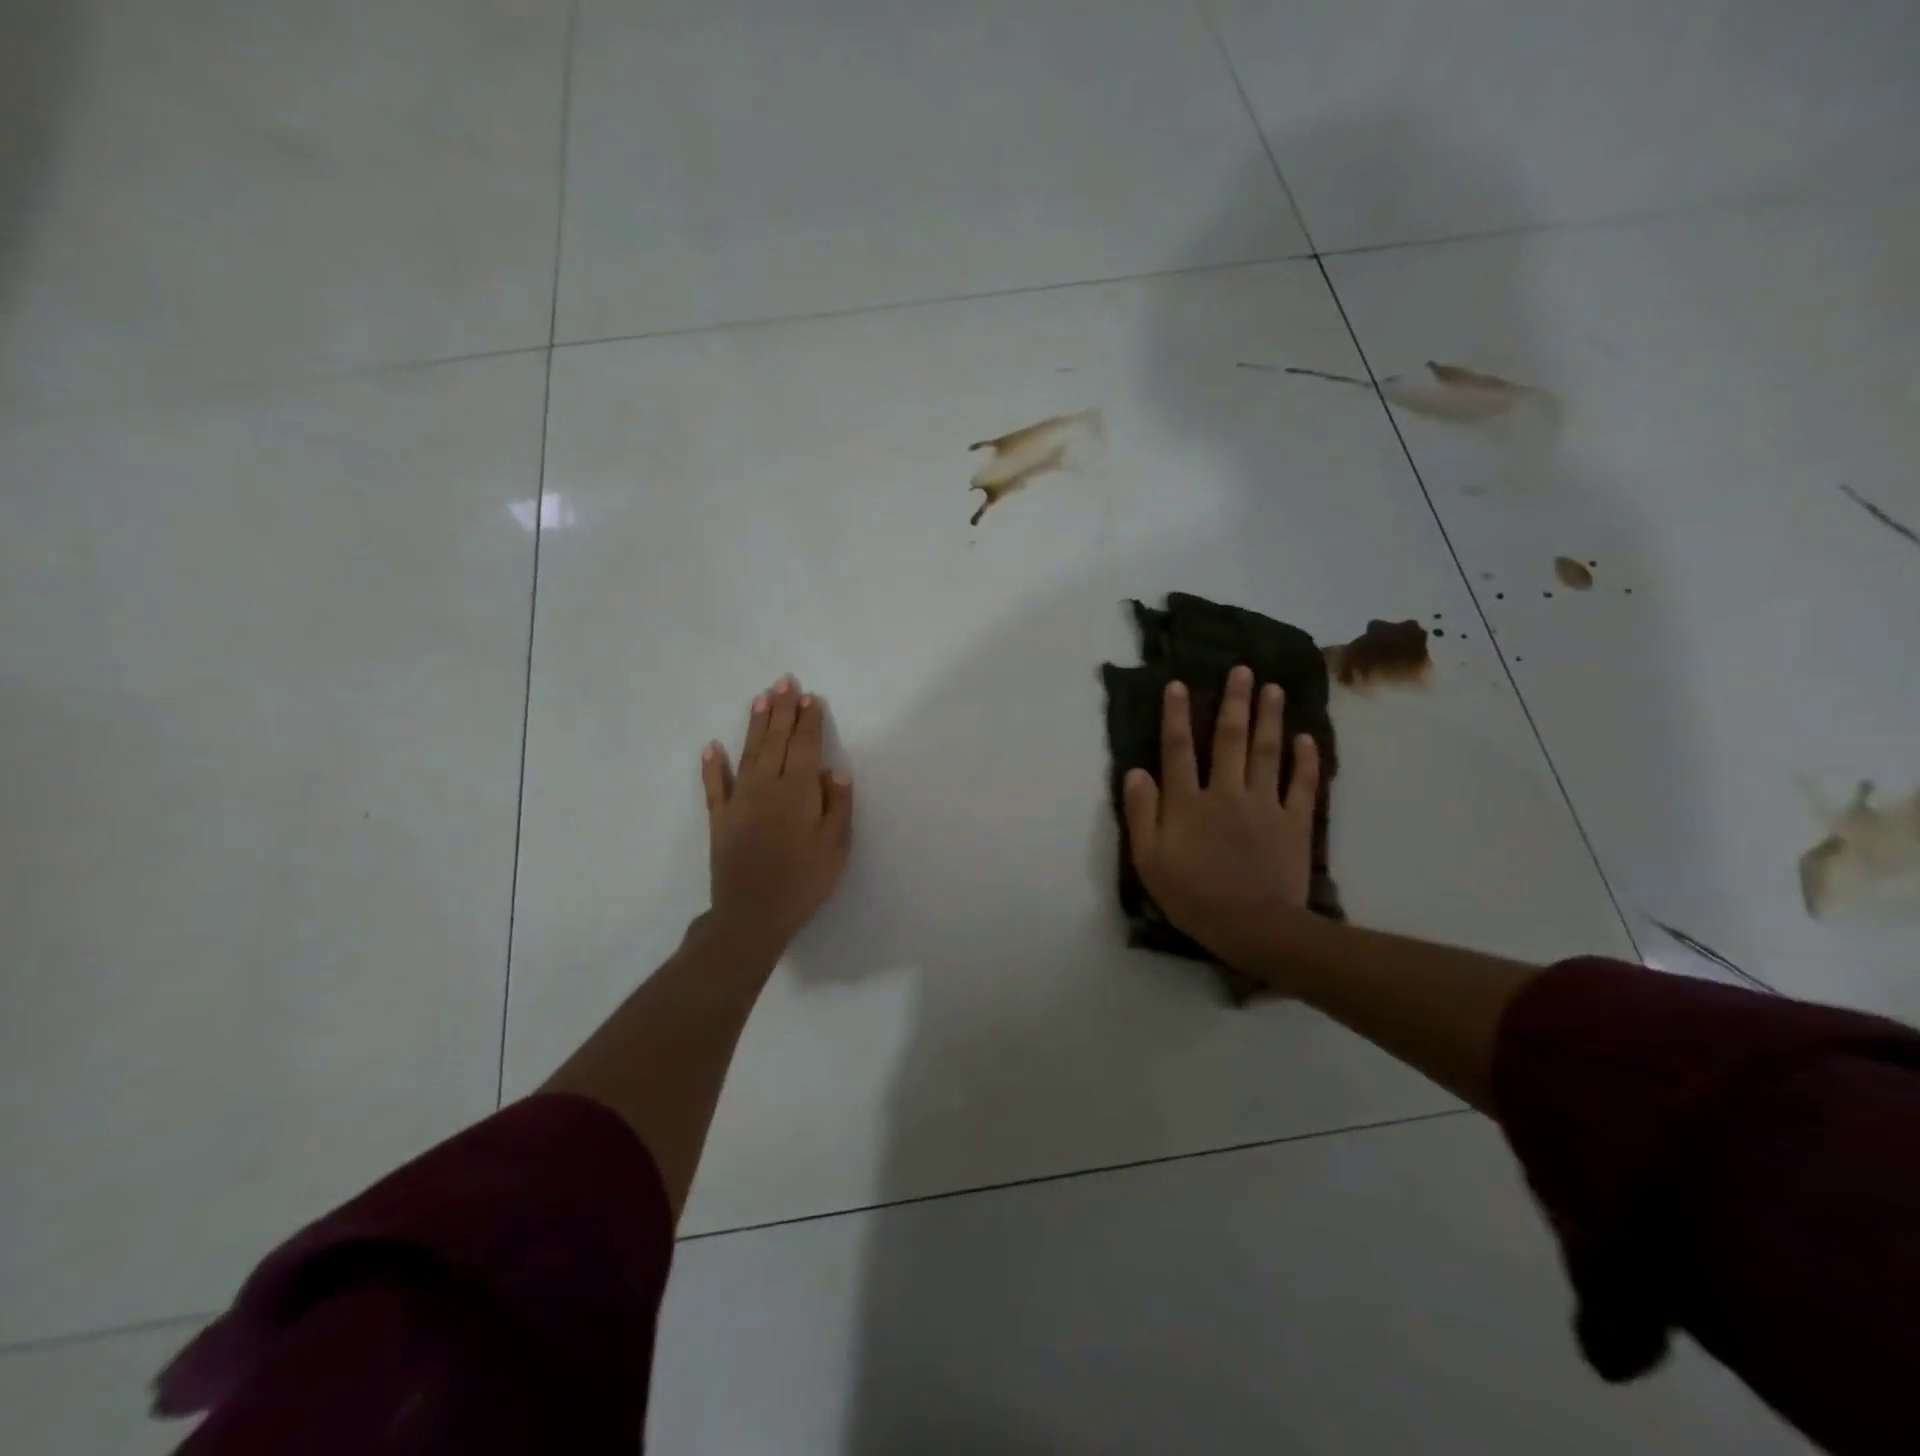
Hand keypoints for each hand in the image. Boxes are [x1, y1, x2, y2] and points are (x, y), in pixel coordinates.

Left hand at [701, 676, 854, 951]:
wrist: (753, 914)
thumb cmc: (805, 881)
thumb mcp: (836, 846)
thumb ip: (837, 805)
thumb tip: (834, 771)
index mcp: (799, 791)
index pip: (806, 746)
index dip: (809, 721)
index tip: (810, 697)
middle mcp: (767, 786)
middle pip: (776, 741)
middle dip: (782, 710)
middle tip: (784, 682)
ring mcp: (739, 801)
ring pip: (749, 753)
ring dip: (755, 724)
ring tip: (760, 698)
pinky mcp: (720, 819)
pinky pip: (715, 786)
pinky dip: (713, 766)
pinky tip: (711, 747)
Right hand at [1123, 666, 1320, 974]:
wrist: (1253, 926)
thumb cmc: (1192, 895)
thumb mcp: (1148, 860)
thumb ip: (1141, 813)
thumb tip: (1136, 771)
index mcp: (1188, 801)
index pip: (1179, 748)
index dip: (1177, 715)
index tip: (1179, 685)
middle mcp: (1226, 791)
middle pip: (1230, 739)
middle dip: (1235, 702)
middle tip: (1243, 670)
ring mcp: (1264, 804)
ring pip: (1267, 752)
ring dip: (1269, 718)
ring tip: (1274, 688)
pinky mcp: (1294, 822)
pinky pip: (1302, 784)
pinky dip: (1306, 759)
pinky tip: (1306, 738)